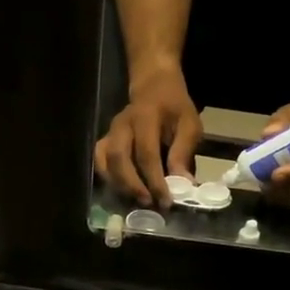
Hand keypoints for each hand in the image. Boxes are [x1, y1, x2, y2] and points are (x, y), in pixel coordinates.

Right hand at [94, 66, 202, 207]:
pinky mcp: (104, 141)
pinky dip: (108, 179)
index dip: (155, 180)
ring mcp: (110, 133)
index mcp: (145, 117)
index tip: (166, 201)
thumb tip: (183, 184)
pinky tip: (123, 191)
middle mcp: (122, 125)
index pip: (146, 153)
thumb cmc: (175, 107)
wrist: (154, 86)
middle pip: (119, 159)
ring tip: (136, 201)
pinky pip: (99, 162)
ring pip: (105, 163)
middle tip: (149, 203)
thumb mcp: (189, 124)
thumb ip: (183, 153)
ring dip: (119, 185)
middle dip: (133, 186)